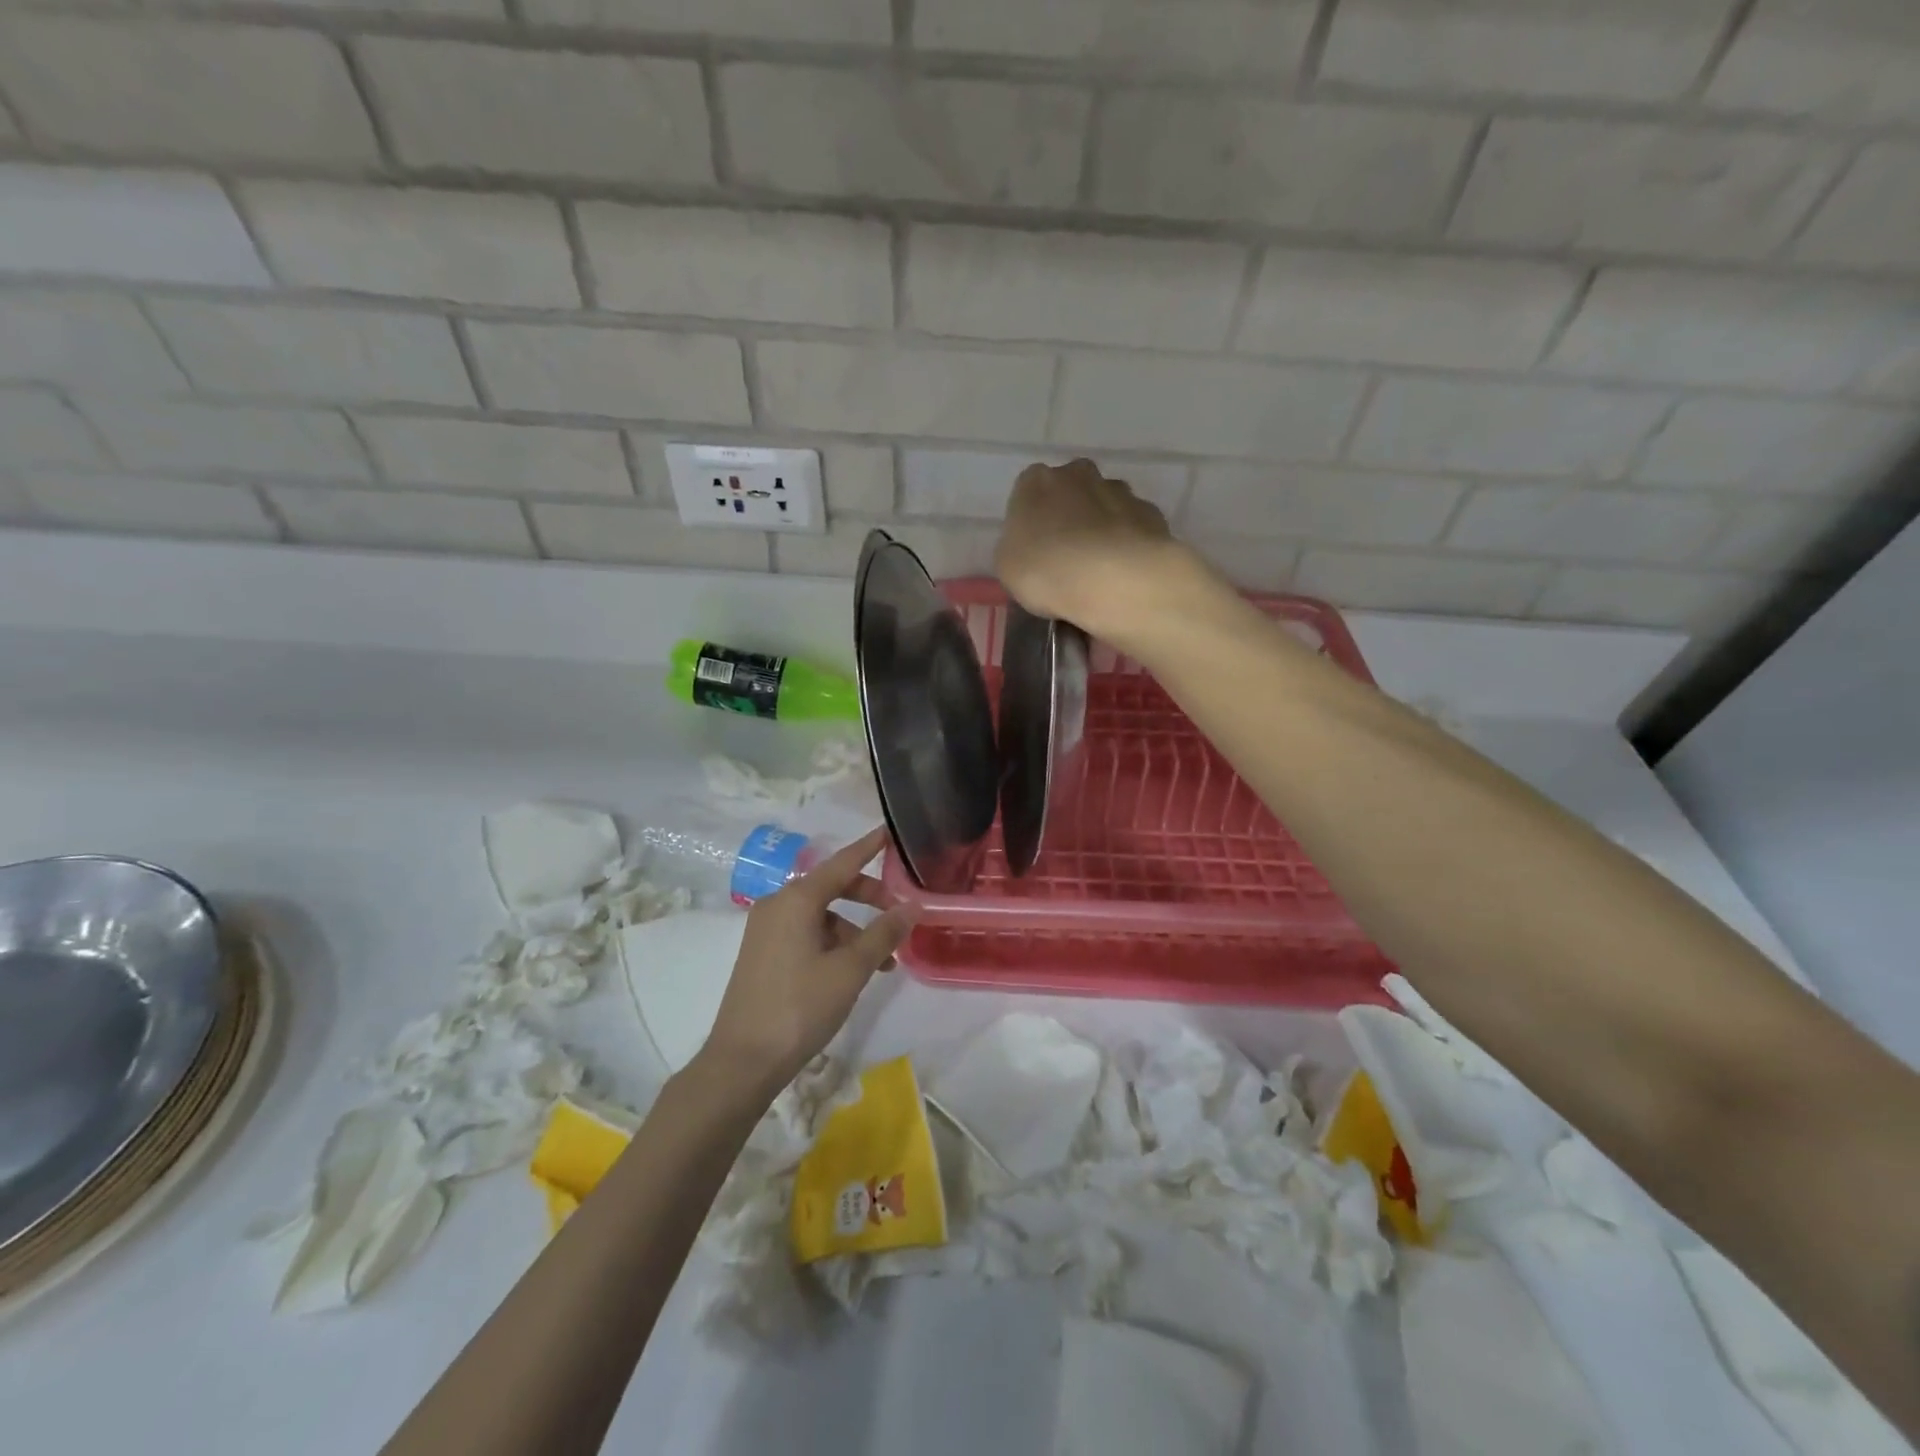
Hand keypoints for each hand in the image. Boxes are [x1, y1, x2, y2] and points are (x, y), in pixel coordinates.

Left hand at [698, 826, 914, 1092]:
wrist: (743, 1060)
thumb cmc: (800, 1007)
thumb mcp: (851, 969)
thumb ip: (884, 933)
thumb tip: (912, 906)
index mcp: (796, 899)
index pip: (842, 862)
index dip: (868, 847)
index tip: (889, 831)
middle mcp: (777, 904)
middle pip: (831, 887)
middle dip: (868, 897)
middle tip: (899, 912)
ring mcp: (766, 930)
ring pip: (821, 915)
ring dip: (854, 930)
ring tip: (883, 962)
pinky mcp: (762, 953)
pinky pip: (806, 933)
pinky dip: (833, 943)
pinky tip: (852, 972)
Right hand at [995, 459, 1187, 638]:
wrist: (1114, 580)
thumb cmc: (1046, 571)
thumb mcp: (1007, 567)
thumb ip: (1017, 548)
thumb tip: (1032, 548)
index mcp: (1035, 481)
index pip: (1028, 494)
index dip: (1031, 525)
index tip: (1034, 553)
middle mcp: (1077, 473)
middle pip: (1070, 494)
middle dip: (1069, 519)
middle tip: (1066, 560)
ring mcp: (1119, 490)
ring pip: (1105, 508)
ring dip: (1101, 530)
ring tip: (1099, 572)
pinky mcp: (1151, 512)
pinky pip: (1133, 528)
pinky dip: (1128, 544)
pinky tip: (1124, 573)